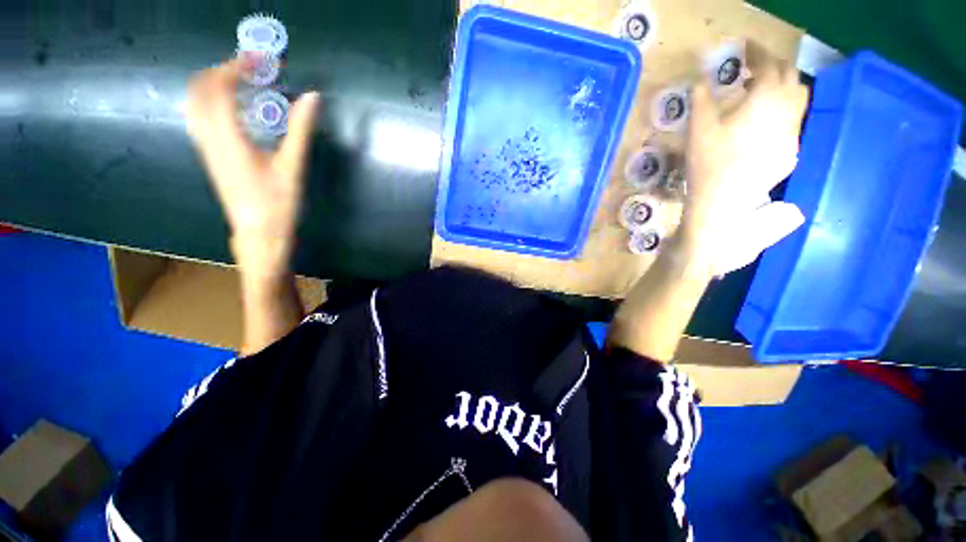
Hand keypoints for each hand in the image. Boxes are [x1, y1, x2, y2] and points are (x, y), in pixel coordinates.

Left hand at [186, 55, 320, 276]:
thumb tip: (312, 98)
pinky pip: (201, 116)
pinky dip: (214, 101)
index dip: (238, 66)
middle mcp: (209, 137)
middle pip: (200, 89)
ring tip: (245, 83)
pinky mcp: (210, 155)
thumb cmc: (278, 204)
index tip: (262, 61)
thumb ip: (301, 130)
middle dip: (224, 70)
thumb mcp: (293, 167)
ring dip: (216, 83)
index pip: (221, 87)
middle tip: (253, 69)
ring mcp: (206, 147)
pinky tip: (237, 108)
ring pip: (196, 102)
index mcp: (229, 138)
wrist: (258, 234)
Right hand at [681, 49, 808, 275]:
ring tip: (761, 96)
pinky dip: (782, 113)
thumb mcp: (698, 128)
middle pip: (791, 77)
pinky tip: (764, 124)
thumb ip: (701, 98)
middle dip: (774, 68)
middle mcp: (788, 111)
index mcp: (766, 99)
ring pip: (798, 99)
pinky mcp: (789, 151)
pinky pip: (793, 122)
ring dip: (782, 89)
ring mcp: (792, 133)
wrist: (722, 202)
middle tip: (753, 72)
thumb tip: (701, 80)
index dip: (757, 53)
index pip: (769, 64)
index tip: (745, 49)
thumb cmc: (708, 163)